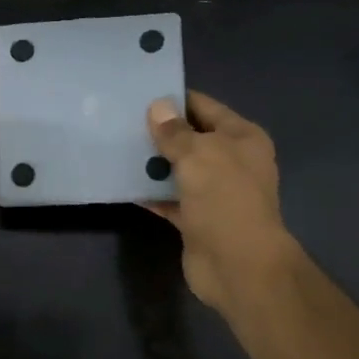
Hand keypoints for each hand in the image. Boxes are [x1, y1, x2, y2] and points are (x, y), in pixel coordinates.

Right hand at [142, 92, 290, 309]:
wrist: (238, 265)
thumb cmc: (224, 198)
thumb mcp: (198, 155)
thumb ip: (175, 132)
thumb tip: (158, 106)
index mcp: (242, 138)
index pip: (206, 107)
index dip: (176, 100)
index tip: (141, 93)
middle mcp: (231, 162)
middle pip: (192, 139)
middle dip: (160, 132)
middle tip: (121, 120)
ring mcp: (214, 192)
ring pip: (179, 170)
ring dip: (153, 163)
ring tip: (117, 148)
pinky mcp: (197, 219)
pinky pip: (170, 199)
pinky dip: (152, 194)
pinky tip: (125, 185)